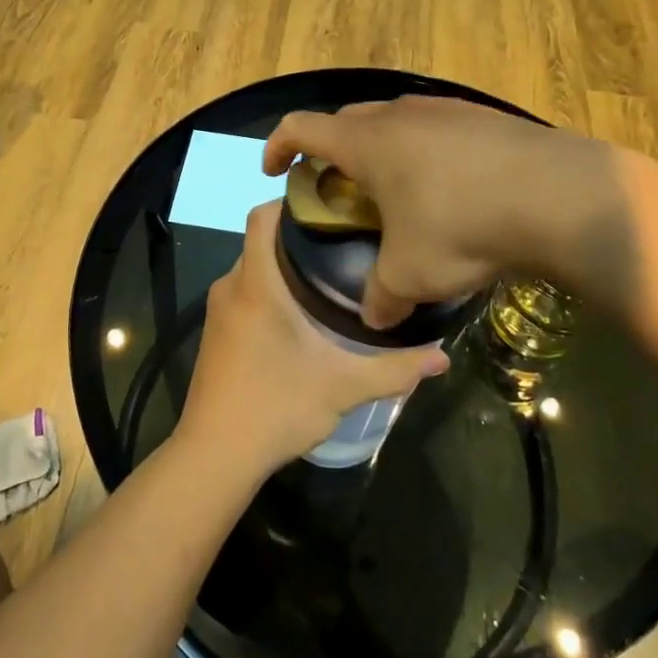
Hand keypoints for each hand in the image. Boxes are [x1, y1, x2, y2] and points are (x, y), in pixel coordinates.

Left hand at [177, 202, 449, 479]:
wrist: (214, 456)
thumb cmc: (276, 407)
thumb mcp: (343, 387)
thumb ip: (395, 368)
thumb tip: (443, 357)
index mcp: (256, 284)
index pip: (261, 216)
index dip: (291, 202)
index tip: (331, 206)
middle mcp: (231, 286)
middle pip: (262, 240)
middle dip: (299, 236)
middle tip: (347, 242)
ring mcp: (219, 311)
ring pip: (254, 268)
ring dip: (285, 265)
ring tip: (333, 274)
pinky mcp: (216, 333)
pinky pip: (245, 292)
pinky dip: (271, 289)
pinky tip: (303, 313)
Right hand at [262, 97, 638, 327]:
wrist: (559, 195)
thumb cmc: (462, 226)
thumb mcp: (412, 274)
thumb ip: (382, 297)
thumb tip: (374, 319)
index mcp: (367, 142)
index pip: (301, 128)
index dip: (278, 147)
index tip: (275, 171)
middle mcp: (399, 115)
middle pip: (347, 120)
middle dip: (333, 150)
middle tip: (339, 188)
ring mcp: (446, 109)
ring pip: (395, 120)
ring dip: (382, 148)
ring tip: (396, 189)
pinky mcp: (485, 116)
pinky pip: (438, 127)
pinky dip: (426, 150)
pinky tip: (451, 186)